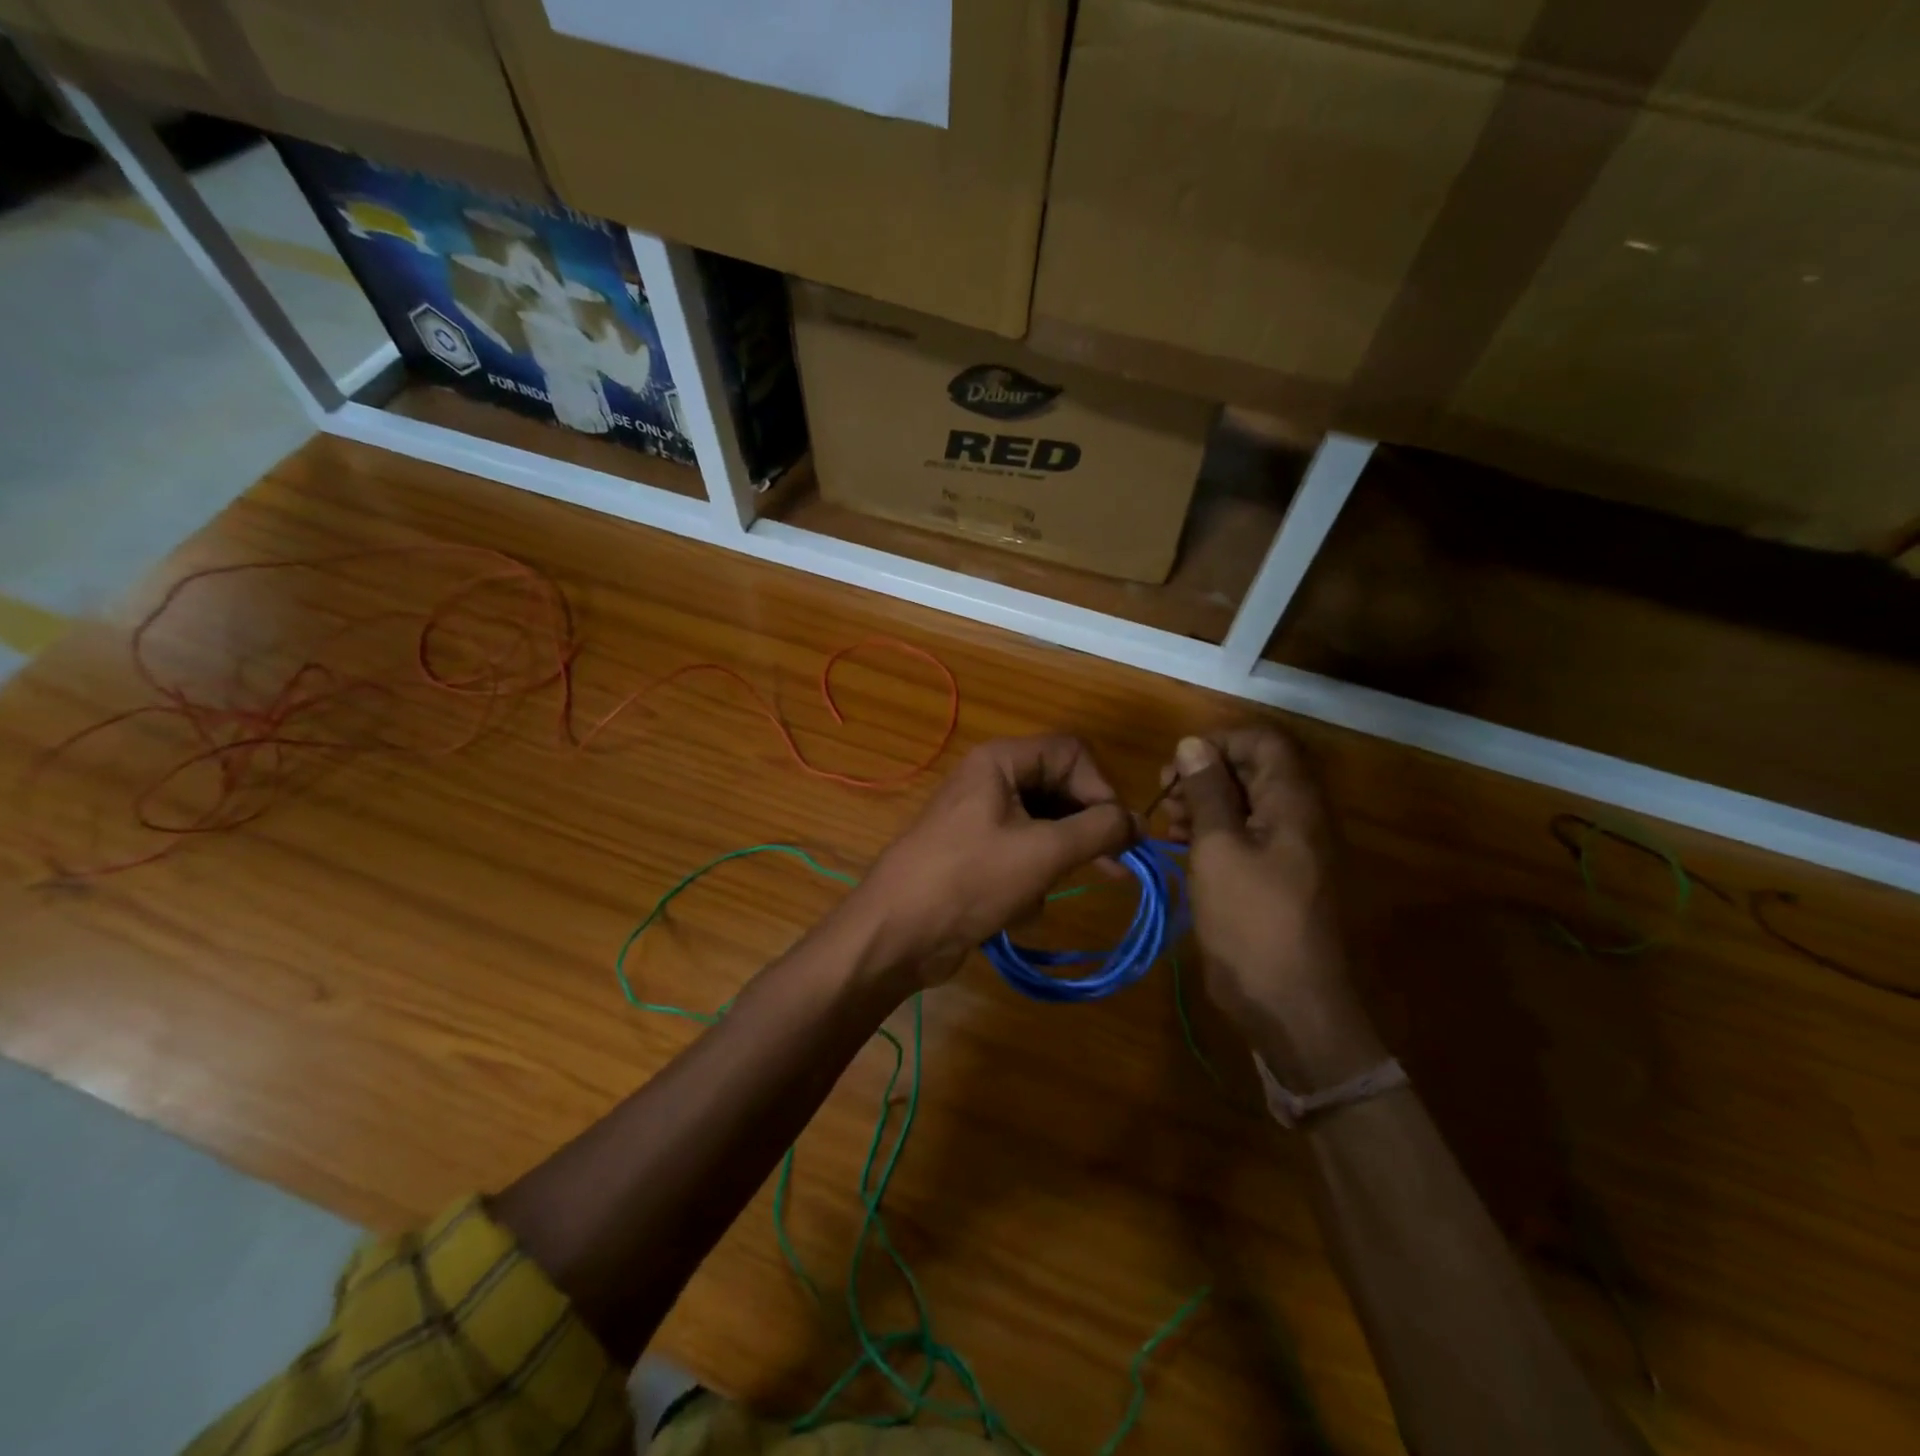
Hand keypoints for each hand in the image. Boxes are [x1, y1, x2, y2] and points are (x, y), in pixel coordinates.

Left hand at [851, 736, 1134, 986]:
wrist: (898, 932)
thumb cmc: (971, 879)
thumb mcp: (1044, 852)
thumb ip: (1099, 830)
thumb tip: (1138, 821)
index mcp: (1002, 761)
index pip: (1073, 753)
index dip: (1101, 788)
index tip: (1118, 832)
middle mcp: (992, 780)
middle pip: (1060, 790)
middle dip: (1084, 832)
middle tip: (1115, 868)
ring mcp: (982, 818)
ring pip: (1045, 828)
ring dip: (1055, 863)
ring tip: (1049, 893)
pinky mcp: (978, 854)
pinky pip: (1023, 855)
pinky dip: (1030, 881)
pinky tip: (1019, 909)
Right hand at [1160, 727, 1351, 1036]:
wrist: (1288, 1002)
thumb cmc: (1251, 919)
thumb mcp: (1218, 848)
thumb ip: (1206, 792)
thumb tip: (1192, 743)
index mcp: (1293, 802)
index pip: (1262, 741)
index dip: (1218, 742)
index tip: (1177, 767)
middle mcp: (1297, 816)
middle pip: (1251, 769)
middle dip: (1203, 774)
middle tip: (1164, 797)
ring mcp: (1287, 848)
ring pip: (1243, 802)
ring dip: (1202, 803)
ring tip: (1165, 822)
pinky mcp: (1273, 875)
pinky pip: (1243, 835)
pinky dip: (1211, 831)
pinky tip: (1179, 845)